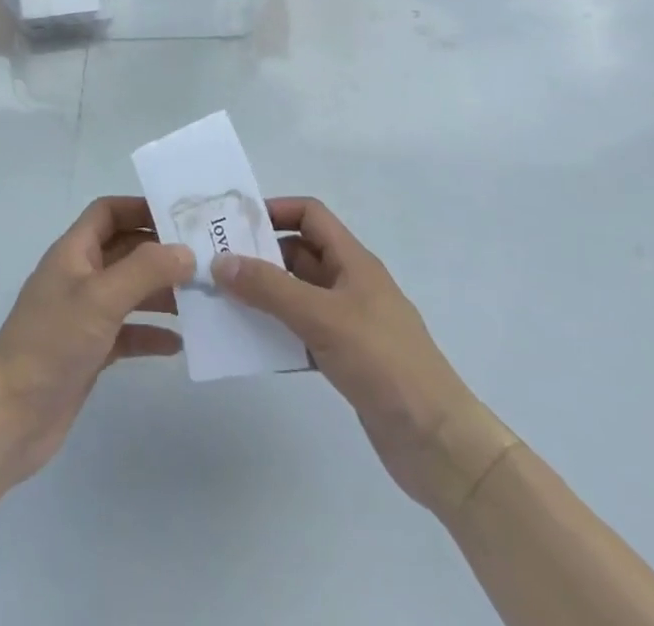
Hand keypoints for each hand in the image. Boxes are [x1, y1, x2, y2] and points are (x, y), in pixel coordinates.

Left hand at [0, 197, 193, 486]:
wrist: (11, 416)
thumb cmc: (52, 342)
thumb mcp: (100, 298)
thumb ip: (145, 270)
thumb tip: (186, 251)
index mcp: (73, 252)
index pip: (107, 213)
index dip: (139, 208)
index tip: (179, 217)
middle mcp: (79, 277)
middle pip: (124, 250)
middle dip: (160, 252)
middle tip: (203, 259)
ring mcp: (84, 315)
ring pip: (129, 292)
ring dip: (161, 293)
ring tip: (200, 299)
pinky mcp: (90, 351)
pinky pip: (127, 333)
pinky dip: (151, 334)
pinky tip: (178, 344)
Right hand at [212, 197, 516, 519]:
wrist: (437, 443)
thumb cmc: (383, 362)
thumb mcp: (322, 317)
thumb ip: (269, 288)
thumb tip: (220, 261)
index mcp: (353, 261)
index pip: (310, 215)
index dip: (275, 211)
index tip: (235, 223)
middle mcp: (350, 284)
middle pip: (299, 254)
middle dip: (260, 255)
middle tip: (216, 264)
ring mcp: (349, 323)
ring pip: (297, 294)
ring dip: (264, 295)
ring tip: (222, 302)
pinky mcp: (346, 359)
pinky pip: (301, 332)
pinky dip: (277, 332)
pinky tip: (250, 344)